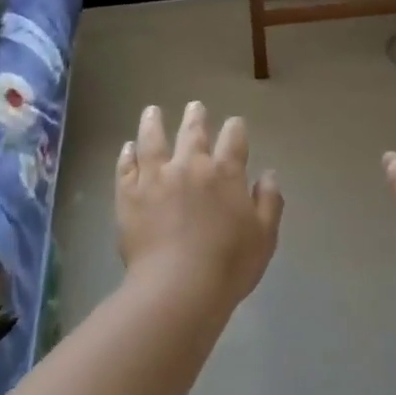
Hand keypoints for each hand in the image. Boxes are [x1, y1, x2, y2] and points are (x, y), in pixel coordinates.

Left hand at [117, 102, 283, 307]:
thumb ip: (269, 202)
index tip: (235, 124)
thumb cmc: (228, 265)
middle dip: (196, 117)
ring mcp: (155, 178)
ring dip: (154, 123)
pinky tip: (128, 148)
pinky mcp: (129, 195)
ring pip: (153, 140)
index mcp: (226, 173)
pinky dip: (127, 154)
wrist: (177, 288)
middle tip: (195, 106)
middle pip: (193, 132)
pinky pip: (126, 167)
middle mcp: (190, 166)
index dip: (236, 129)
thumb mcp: (264, 236)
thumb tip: (268, 174)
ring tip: (152, 111)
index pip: (234, 139)